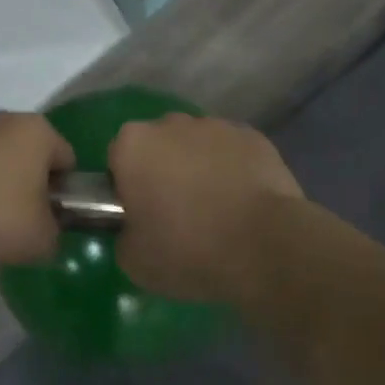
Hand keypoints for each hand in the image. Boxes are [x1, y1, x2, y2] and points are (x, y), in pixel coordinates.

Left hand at [0, 111, 74, 267]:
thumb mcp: (40, 240)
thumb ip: (55, 235)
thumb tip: (46, 232)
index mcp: (37, 131)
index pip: (67, 160)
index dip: (66, 193)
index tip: (52, 220)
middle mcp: (4, 119)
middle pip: (29, 156)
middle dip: (29, 186)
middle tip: (21, 224)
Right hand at [108, 114, 303, 305]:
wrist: (266, 246)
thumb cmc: (188, 250)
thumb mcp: (134, 261)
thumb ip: (124, 234)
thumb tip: (135, 227)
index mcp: (133, 145)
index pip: (118, 159)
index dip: (127, 187)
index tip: (141, 215)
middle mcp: (171, 123)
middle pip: (158, 145)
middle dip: (163, 170)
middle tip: (177, 213)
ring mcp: (215, 125)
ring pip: (197, 145)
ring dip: (199, 167)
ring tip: (216, 209)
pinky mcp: (253, 136)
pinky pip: (232, 152)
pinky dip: (233, 169)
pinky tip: (244, 202)